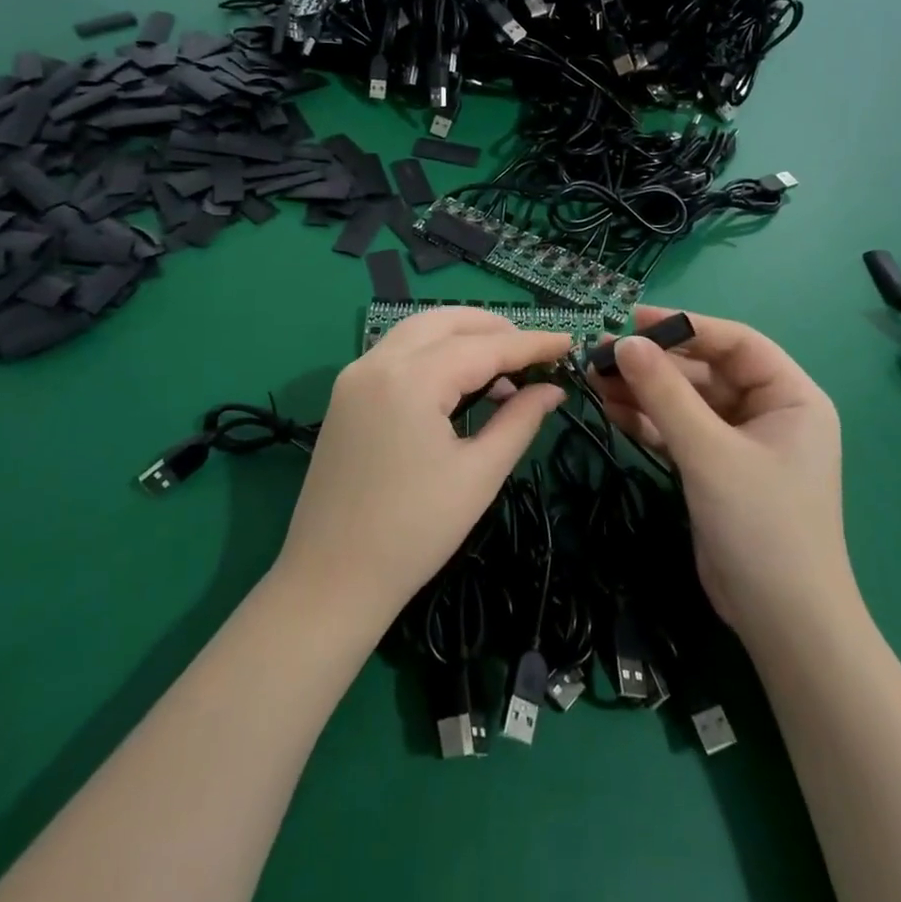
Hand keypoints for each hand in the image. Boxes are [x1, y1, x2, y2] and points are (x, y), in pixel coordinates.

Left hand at [275, 307, 568, 634]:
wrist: (331, 580)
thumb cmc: (414, 532)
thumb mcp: (479, 474)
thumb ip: (519, 420)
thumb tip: (552, 389)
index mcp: (411, 378)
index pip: (484, 346)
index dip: (531, 343)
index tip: (569, 342)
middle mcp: (377, 362)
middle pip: (445, 322)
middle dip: (494, 329)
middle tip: (534, 353)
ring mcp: (354, 376)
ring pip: (417, 331)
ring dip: (461, 337)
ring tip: (502, 370)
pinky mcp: (345, 395)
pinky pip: (397, 354)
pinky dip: (433, 354)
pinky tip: (459, 384)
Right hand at [592, 306, 844, 634]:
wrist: (781, 620)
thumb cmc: (761, 524)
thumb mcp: (709, 452)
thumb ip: (665, 394)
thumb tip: (624, 343)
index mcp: (791, 396)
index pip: (736, 342)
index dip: (685, 326)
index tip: (632, 321)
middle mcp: (769, 412)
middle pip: (706, 371)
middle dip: (655, 364)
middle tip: (601, 355)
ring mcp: (741, 443)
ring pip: (687, 402)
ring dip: (645, 392)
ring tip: (594, 379)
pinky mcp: (717, 470)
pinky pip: (680, 432)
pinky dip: (648, 422)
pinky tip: (611, 410)